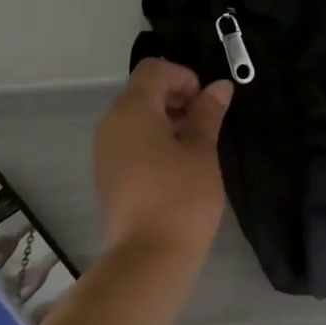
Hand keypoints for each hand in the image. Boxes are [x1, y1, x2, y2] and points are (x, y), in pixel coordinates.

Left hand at [95, 59, 233, 258]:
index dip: (184, 76)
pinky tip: (178, 166)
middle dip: (177, 98)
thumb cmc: (182, 197)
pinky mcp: (108, 173)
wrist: (149, 255)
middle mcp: (112, 123)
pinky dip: (154, 141)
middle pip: (143, 91)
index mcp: (132, 110)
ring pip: (137, 117)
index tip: (207, 103)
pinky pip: (131, 141)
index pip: (154, 69)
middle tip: (206, 124)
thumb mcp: (202, 151)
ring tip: (196, 147)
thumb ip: (208, 114)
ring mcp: (106, 150)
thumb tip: (220, 86)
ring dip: (167, 120)